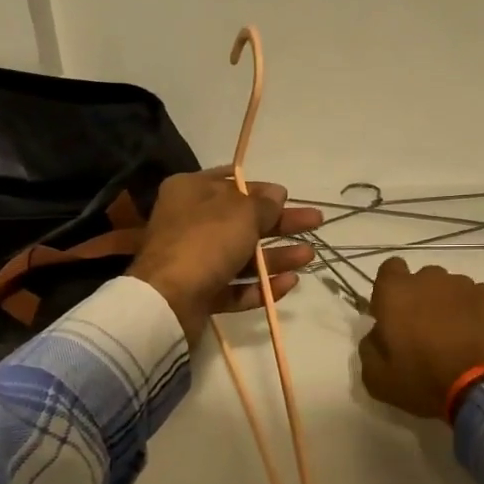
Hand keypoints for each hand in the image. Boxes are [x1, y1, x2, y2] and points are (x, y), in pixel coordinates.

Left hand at [128, 169, 321, 341]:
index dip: (261, 189)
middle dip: (280, 224)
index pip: (231, 183)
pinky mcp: (199, 294)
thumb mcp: (241, 213)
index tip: (288, 195)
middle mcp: (189, 223)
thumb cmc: (205, 242)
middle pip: (242, 221)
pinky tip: (289, 283)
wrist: (168, 300)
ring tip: (309, 256)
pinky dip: (260, 286)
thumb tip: (276, 194)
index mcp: (190, 192)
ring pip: (241, 256)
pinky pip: (234, 287)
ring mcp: (193, 261)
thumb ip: (263, 204)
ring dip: (276, 256)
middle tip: (315, 221)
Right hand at [358, 259, 483, 418]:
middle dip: (420, 298)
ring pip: (450, 288)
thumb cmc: (424, 381)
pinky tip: (477, 335)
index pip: (389, 269)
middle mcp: (429, 279)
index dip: (390, 290)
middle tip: (424, 331)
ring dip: (448, 304)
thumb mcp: (377, 378)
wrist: (482, 388)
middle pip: (421, 280)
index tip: (393, 314)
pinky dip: (474, 311)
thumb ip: (369, 347)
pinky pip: (476, 297)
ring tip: (456, 336)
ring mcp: (464, 285)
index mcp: (395, 293)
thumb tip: (377, 334)